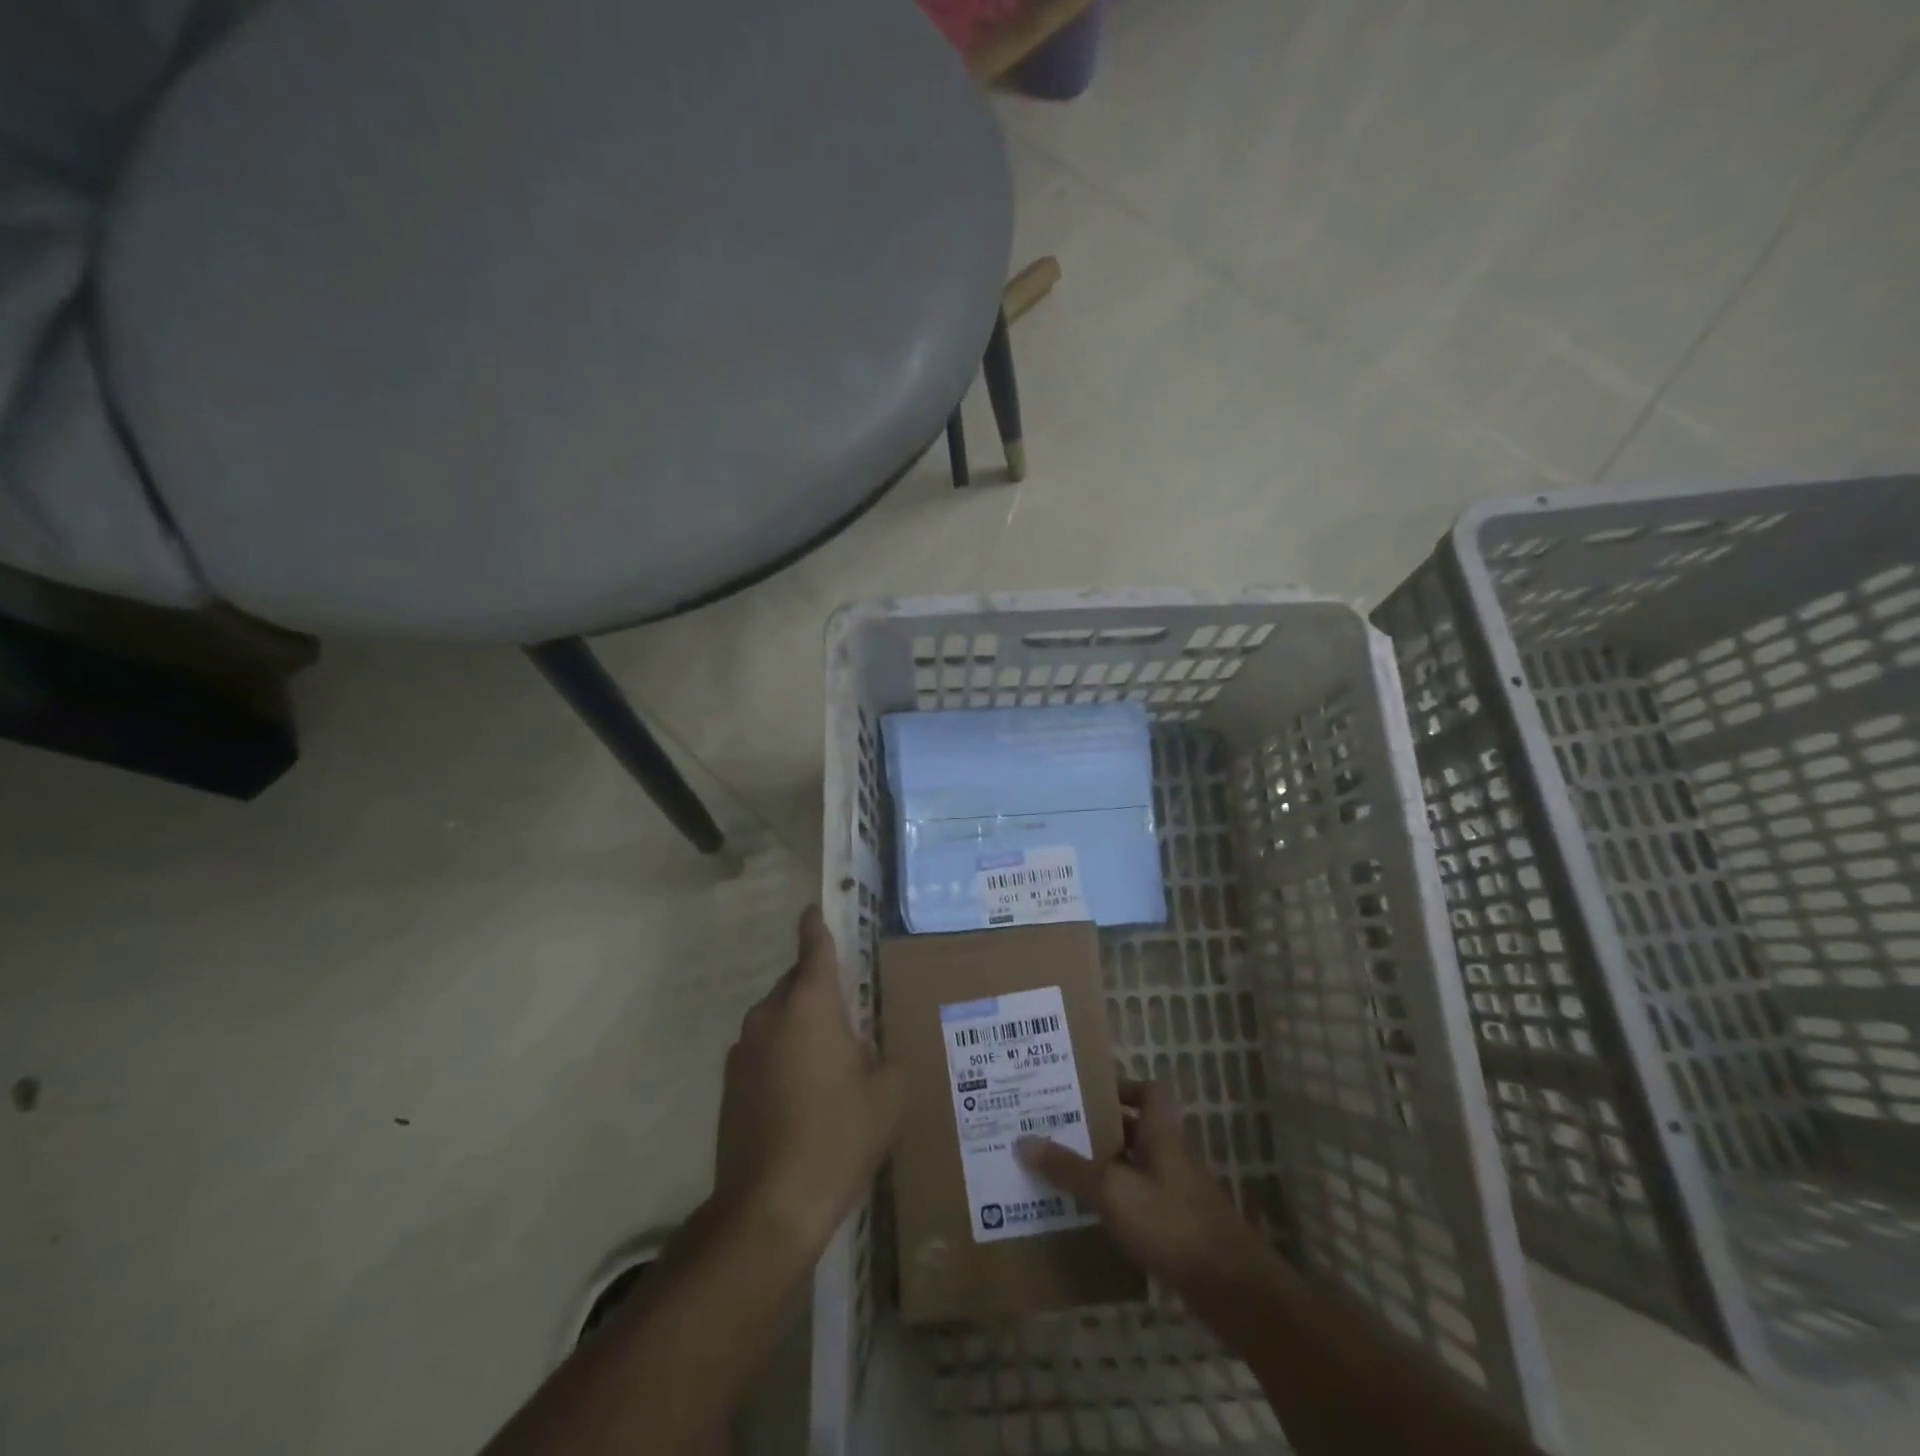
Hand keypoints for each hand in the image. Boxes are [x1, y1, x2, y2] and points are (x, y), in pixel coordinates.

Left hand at [714, 906, 906, 1259]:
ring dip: (801, 1026)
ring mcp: (743, 1049)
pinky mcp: (729, 1083)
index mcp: (809, 1004)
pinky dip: (783, 1055)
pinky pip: (764, 1050)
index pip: (814, 948)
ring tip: (831, 1063)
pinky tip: (804, 1094)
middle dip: (820, 991)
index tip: (816, 910)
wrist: (769, 1207)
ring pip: (778, 1018)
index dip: (817, 926)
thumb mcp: (888, 1094)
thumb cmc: (838, 1137)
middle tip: (851, 1018)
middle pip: (796, 983)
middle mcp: (770, 1015)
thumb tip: (872, 1050)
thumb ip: (887, 1056)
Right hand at [1015, 1080, 1275, 1295]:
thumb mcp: (1112, 1191)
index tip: (1087, 1092)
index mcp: (1161, 1131)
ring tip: (1060, 1169)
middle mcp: (1170, 1153)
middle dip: (1098, 1128)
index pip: (1149, 1091)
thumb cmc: (1171, 1222)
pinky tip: (1086, 1215)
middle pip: (1133, 1128)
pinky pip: (1138, 1201)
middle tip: (1056, 1127)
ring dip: (1103, 1167)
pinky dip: (1114, 1203)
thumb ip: (1069, 1168)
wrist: (1232, 1289)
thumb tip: (1023, 1140)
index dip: (1122, 1086)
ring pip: (1133, 1166)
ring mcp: (1175, 1192)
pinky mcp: (1176, 1227)